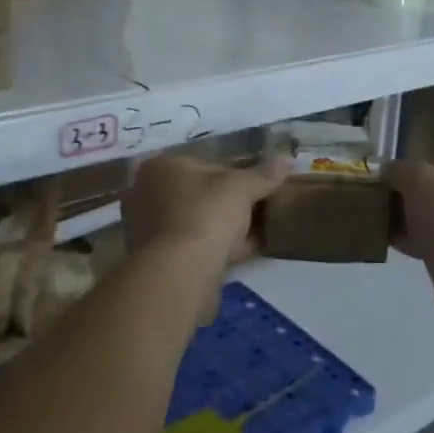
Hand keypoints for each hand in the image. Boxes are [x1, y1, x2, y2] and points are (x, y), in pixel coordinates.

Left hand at [122, 154, 286, 273]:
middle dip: (229, 203)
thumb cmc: (206, 213)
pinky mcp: (157, 260)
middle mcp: (145, 194)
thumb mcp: (242, 187)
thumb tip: (288, 160)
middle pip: (199, 195)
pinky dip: (218, 248)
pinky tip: (245, 252)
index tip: (258, 188)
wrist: (181, 272)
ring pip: (197, 222)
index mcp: (159, 167)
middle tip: (260, 210)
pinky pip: (195, 247)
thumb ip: (264, 174)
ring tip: (258, 233)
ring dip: (225, 228)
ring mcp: (148, 230)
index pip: (205, 164)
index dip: (236, 175)